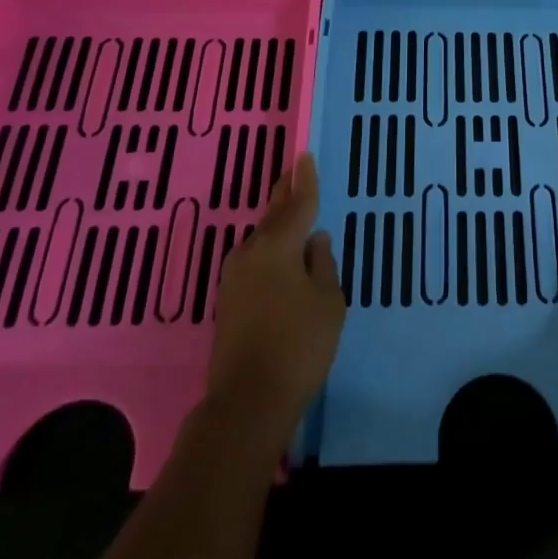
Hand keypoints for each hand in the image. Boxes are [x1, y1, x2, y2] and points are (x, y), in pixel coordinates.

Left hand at [205, 154, 344, 440]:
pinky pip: (255, 260)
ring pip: (262, 240)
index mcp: (278, 247)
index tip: (304, 156)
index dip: (305, 181)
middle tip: (293, 172)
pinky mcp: (229, 300)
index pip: (297, 205)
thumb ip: (323, 265)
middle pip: (273, 217)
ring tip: (291, 210)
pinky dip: (271, 249)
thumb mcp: (328, 303)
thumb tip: (316, 241)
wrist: (248, 401)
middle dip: (285, 195)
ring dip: (277, 224)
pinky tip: (281, 255)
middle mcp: (251, 253)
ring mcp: (235, 277)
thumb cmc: (299, 346)